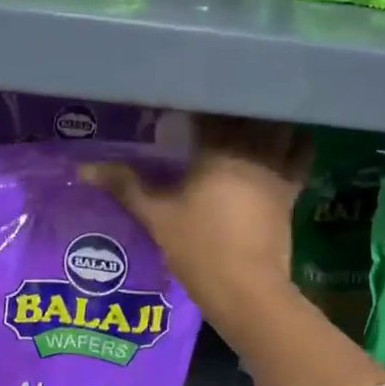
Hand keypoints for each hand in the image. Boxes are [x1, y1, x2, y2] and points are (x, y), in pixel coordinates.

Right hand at [79, 115, 309, 318]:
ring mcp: (276, 170)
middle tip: (216, 103)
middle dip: (233, 105)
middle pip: (248, 113)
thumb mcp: (156, 216)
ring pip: (279, 127)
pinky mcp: (291, 190)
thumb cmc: (198, 248)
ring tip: (250, 112)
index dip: (197, 100)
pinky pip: (300, 155)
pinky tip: (286, 136)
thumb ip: (125, 185)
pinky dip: (295, 141)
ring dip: (267, 117)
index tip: (184, 96)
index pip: (210, 110)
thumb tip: (84, 168)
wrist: (246, 289)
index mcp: (216, 150)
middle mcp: (252, 151)